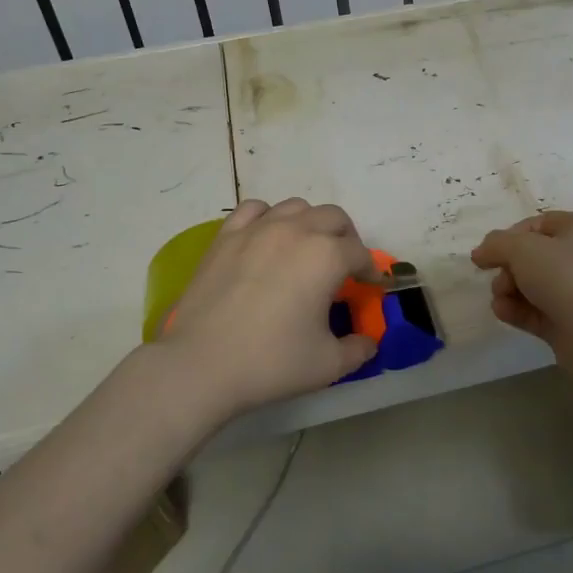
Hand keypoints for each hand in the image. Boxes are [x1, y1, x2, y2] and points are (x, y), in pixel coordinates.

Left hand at [157, 198, 381, 419]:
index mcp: (327, 256)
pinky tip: (266, 239)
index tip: (370, 286)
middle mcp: (296, 231)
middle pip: (334, 218)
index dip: (370, 270)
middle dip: (346, 239)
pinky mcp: (226, 236)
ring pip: (296, 207)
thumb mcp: (328, 364)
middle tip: (344, 266)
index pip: (360, 253)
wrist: (202, 365)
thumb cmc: (271, 362)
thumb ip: (358, 349)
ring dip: (310, 224)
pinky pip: (255, 210)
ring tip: (306, 249)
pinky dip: (268, 218)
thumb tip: (369, 343)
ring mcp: (258, 229)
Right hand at [470, 211, 572, 357]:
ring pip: (529, 284)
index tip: (489, 253)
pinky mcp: (566, 321)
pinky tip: (504, 312)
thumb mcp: (522, 248)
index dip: (509, 236)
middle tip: (501, 280)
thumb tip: (480, 253)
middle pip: (529, 256)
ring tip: (502, 300)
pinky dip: (516, 310)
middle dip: (507, 268)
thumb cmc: (564, 277)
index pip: (535, 224)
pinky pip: (533, 310)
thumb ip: (496, 244)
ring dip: (507, 290)